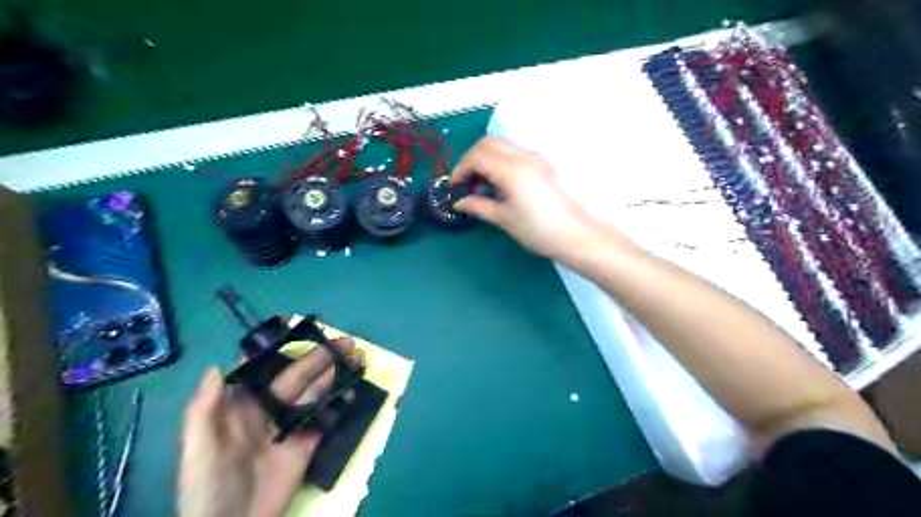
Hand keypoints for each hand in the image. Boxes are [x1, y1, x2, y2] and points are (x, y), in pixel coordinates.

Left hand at [180, 340, 354, 516]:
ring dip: (336, 374)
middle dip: (320, 356)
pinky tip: (354, 387)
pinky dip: (340, 402)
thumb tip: (218, 365)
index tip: (297, 324)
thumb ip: (204, 409)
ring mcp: (291, 425)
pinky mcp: (308, 443)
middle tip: (346, 342)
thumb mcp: (198, 448)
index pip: (260, 367)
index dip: (277, 346)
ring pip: (316, 392)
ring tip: (357, 358)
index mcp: (241, 405)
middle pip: (298, 375)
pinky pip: (325, 417)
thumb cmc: (208, 486)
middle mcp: (269, 408)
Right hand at [453, 136, 612, 260]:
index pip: (477, 156)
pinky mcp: (542, 165)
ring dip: (485, 159)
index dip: (460, 169)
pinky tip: (499, 185)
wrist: (574, 234)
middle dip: (471, 160)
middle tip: (465, 183)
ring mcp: (535, 158)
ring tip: (481, 186)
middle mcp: (523, 156)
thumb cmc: (537, 229)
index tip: (455, 188)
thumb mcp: (504, 218)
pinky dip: (499, 162)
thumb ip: (478, 206)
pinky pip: (514, 154)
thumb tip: (458, 203)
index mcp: (511, 169)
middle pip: (488, 143)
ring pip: (501, 146)